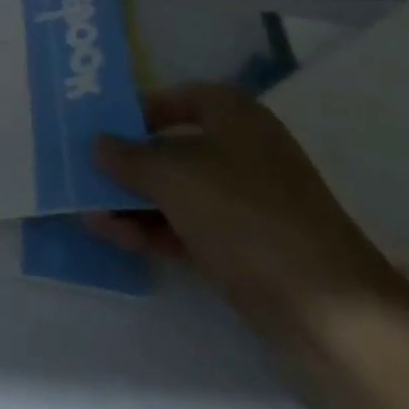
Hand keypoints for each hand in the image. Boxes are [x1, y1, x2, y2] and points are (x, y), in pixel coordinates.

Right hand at [88, 85, 408, 351]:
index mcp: (235, 117)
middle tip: (81, 167)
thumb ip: (128, 157)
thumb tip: (97, 144)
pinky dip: (150, 228)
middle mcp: (242, 152)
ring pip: (176, 191)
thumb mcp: (174, 176)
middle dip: (127, 160)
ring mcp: (244, 204)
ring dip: (132, 199)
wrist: (327, 311)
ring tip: (83, 207)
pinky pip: (185, 227)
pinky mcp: (243, 249)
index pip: (180, 97)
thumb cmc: (246, 214)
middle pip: (173, 147)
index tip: (101, 123)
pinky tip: (110, 234)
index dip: (140, 107)